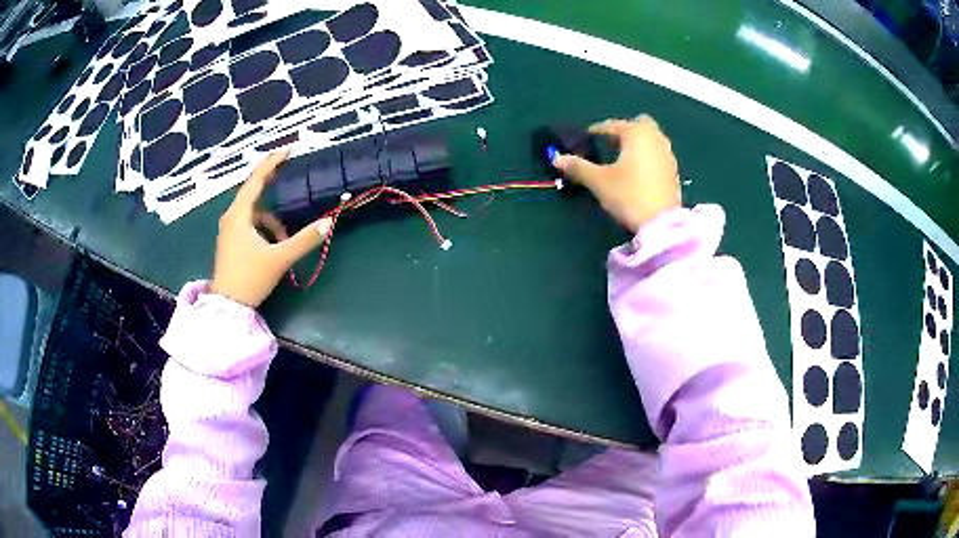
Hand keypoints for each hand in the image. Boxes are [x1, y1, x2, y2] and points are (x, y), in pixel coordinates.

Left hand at [210, 151, 332, 307]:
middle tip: (290, 174)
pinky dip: (264, 229)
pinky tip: (274, 245)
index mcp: (239, 215)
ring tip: (286, 238)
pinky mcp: (230, 241)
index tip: (288, 149)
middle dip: (272, 185)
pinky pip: (249, 224)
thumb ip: (304, 239)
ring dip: (271, 219)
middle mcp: (231, 217)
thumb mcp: (279, 259)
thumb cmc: (249, 278)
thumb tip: (328, 222)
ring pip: (254, 213)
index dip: (272, 162)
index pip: (256, 180)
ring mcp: (229, 230)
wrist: (227, 307)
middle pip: (254, 193)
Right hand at [553, 115, 680, 232]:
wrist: (661, 224)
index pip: (613, 125)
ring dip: (637, 143)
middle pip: (639, 124)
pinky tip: (637, 171)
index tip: (587, 136)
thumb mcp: (599, 181)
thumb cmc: (629, 195)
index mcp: (636, 133)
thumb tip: (557, 158)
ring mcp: (668, 154)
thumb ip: (578, 167)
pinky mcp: (673, 171)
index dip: (597, 130)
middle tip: (609, 143)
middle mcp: (655, 138)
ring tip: (622, 157)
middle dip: (624, 130)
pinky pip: (657, 153)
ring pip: (651, 138)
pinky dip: (646, 155)